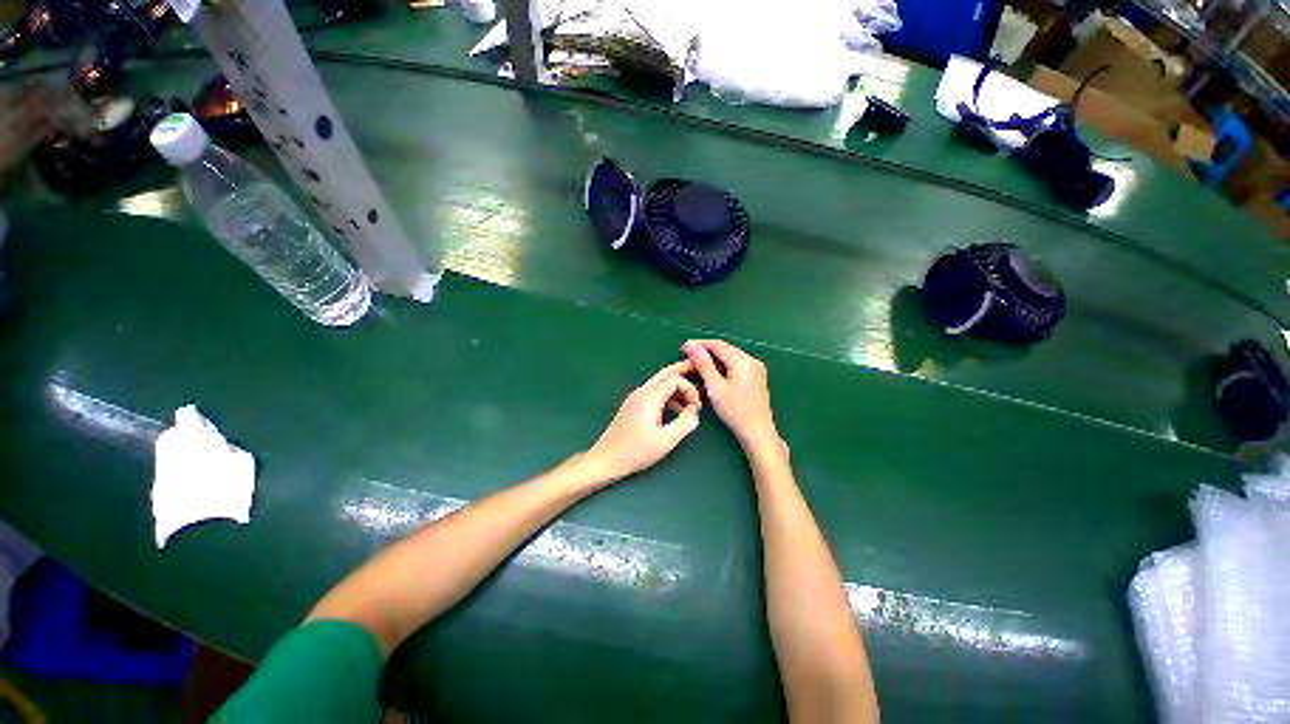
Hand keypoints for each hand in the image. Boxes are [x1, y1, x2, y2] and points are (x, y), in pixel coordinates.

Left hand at [582, 361, 701, 483]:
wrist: (607, 459)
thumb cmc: (636, 451)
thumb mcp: (667, 440)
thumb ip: (686, 422)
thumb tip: (694, 410)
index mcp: (650, 397)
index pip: (675, 378)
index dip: (690, 388)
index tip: (696, 407)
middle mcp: (642, 392)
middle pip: (665, 372)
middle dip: (683, 371)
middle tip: (698, 370)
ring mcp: (635, 397)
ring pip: (659, 381)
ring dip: (676, 386)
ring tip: (690, 401)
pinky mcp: (632, 405)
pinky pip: (653, 391)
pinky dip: (667, 394)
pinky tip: (675, 410)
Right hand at [682, 340, 781, 451]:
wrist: (758, 432)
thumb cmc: (735, 411)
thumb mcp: (715, 387)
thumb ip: (703, 364)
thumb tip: (691, 346)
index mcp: (743, 360)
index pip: (717, 344)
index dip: (699, 344)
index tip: (683, 348)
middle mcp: (752, 360)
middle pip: (725, 349)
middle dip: (705, 351)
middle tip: (687, 357)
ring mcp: (756, 368)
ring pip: (730, 357)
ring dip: (713, 359)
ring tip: (697, 366)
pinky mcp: (756, 377)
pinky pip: (736, 365)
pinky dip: (723, 367)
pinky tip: (713, 374)